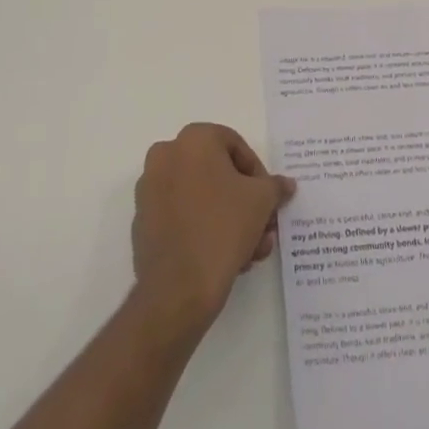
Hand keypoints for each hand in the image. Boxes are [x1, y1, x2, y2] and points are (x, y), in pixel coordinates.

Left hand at [130, 123, 294, 336]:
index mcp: (193, 139)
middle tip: (263, 227)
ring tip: (251, 251)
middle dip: (245, 201)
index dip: (258, 173)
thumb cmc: (223, 228)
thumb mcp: (262, 201)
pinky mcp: (143, 222)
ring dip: (230, 219)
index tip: (268, 201)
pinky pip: (182, 216)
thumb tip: (285, 184)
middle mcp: (166, 155)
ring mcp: (150, 189)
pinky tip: (226, 258)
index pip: (236, 146)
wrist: (178, 289)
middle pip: (218, 173)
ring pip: (201, 197)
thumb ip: (275, 186)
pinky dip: (204, 229)